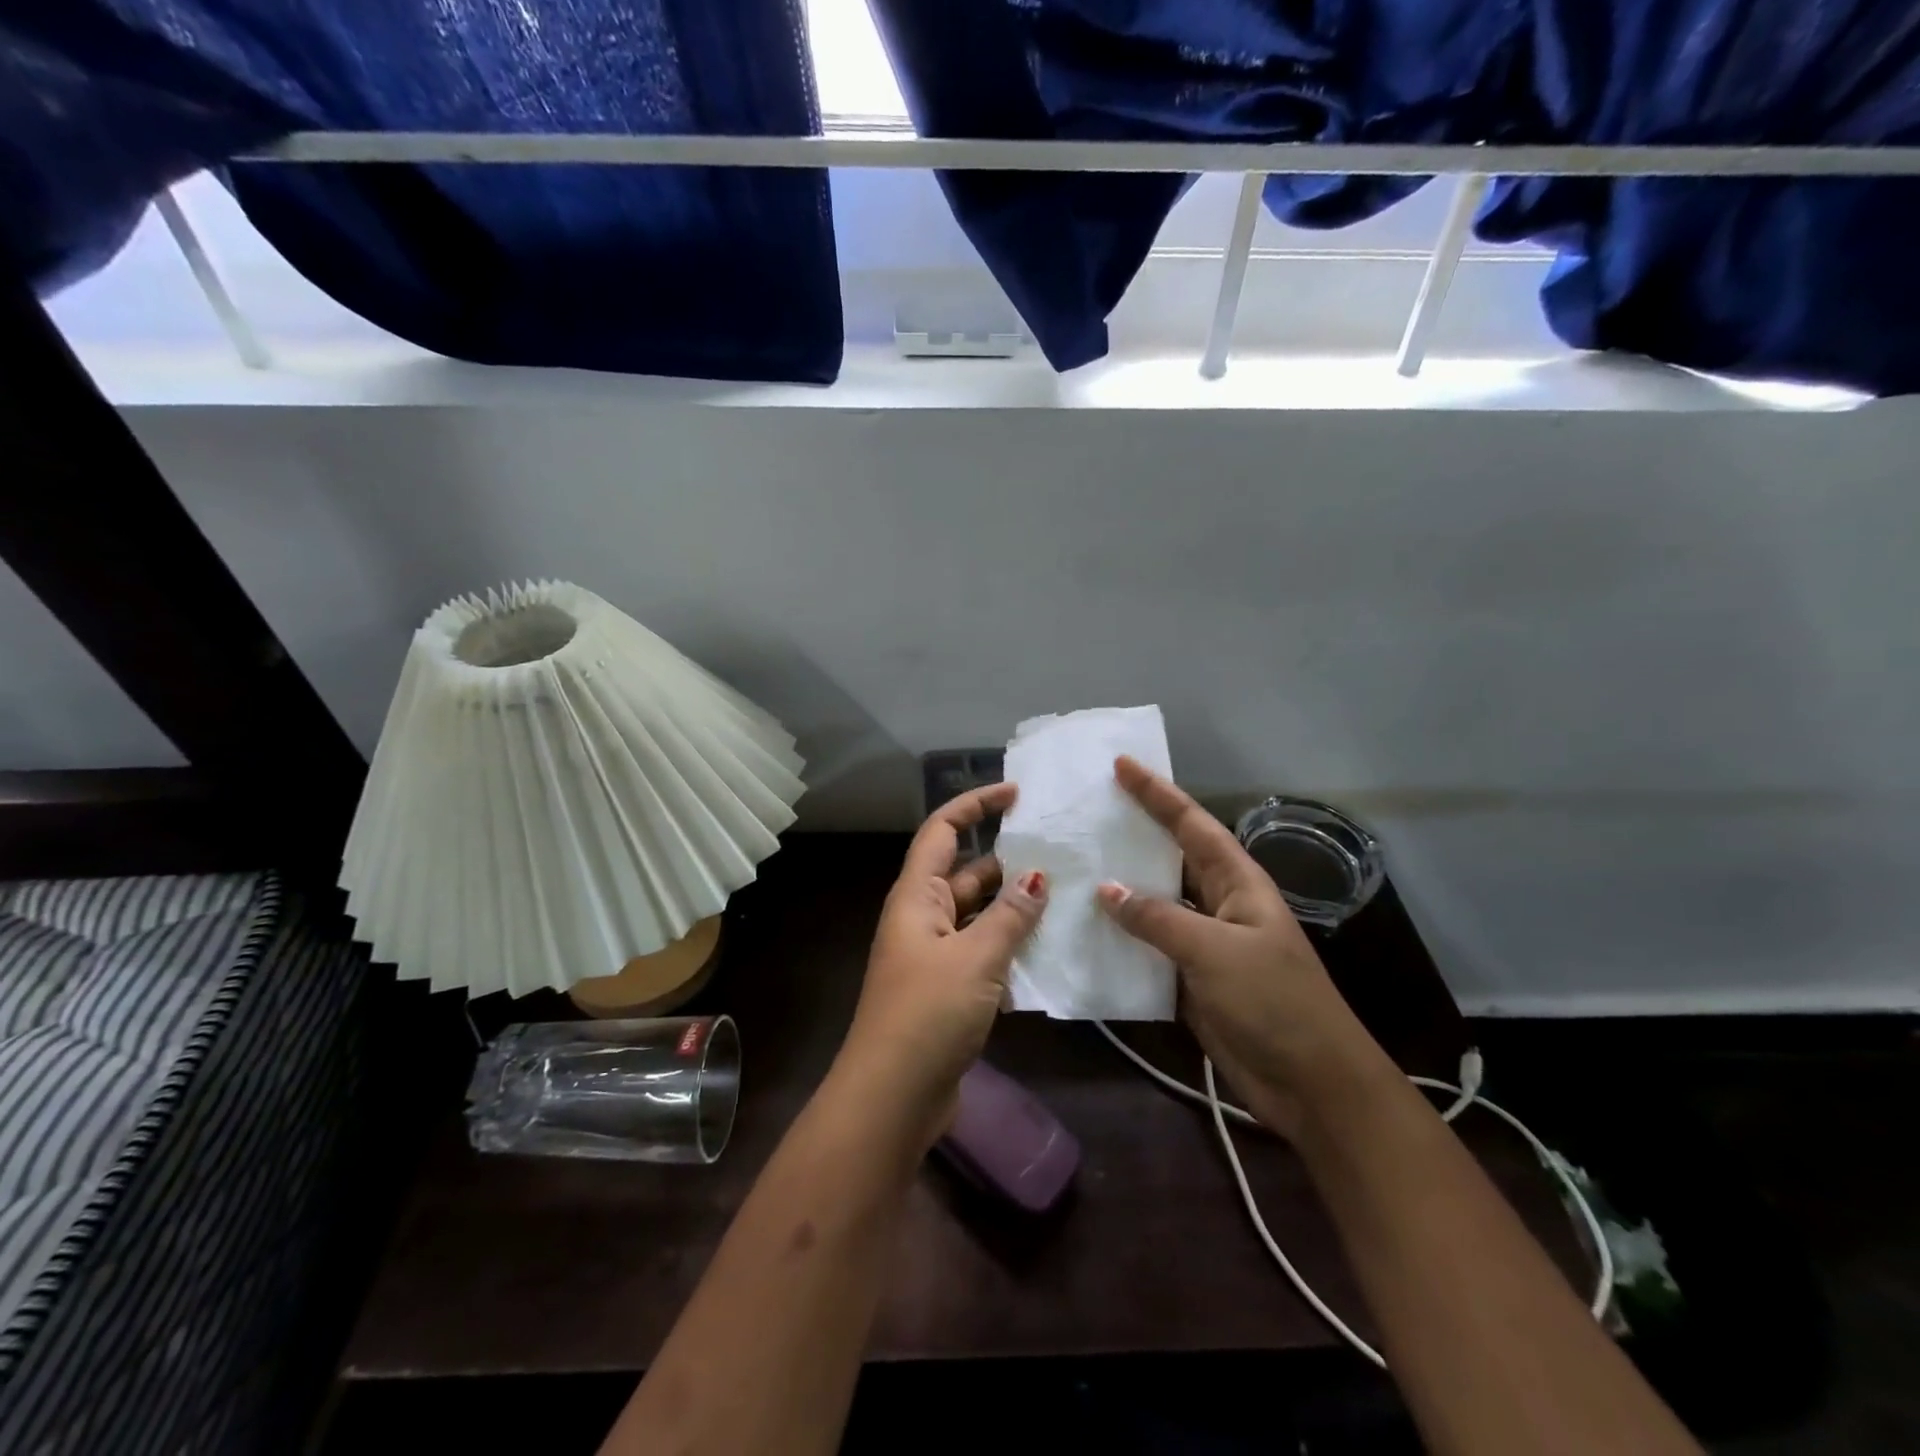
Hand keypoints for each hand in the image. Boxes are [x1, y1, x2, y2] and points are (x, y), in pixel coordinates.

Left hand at [836, 783, 1048, 1147]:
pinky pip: (984, 954)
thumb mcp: (975, 958)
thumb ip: (1009, 916)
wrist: (892, 1097)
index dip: (975, 805)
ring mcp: (935, 955)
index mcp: (916, 896)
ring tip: (1067, 899)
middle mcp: (923, 917)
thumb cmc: (927, 1013)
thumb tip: (1037, 877)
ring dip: (1015, 910)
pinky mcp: (948, 989)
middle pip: (966, 873)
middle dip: (1008, 862)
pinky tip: (1050, 954)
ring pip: (980, 916)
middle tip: (1061, 855)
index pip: (943, 830)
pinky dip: (1011, 950)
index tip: (1016, 793)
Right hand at [1095, 756, 1386, 1138]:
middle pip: (1170, 856)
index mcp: (1237, 883)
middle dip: (1134, 831)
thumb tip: (1106, 889)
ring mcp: (1203, 942)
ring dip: (1120, 887)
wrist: (1310, 1084)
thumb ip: (1158, 918)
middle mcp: (1219, 903)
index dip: (1157, 793)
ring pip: (1154, 902)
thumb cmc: (1273, 1002)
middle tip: (1089, 809)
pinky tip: (1085, 927)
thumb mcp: (1215, 952)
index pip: (1191, 824)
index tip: (1121, 765)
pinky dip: (1120, 936)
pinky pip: (1147, 946)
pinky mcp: (1189, 978)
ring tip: (1075, 862)